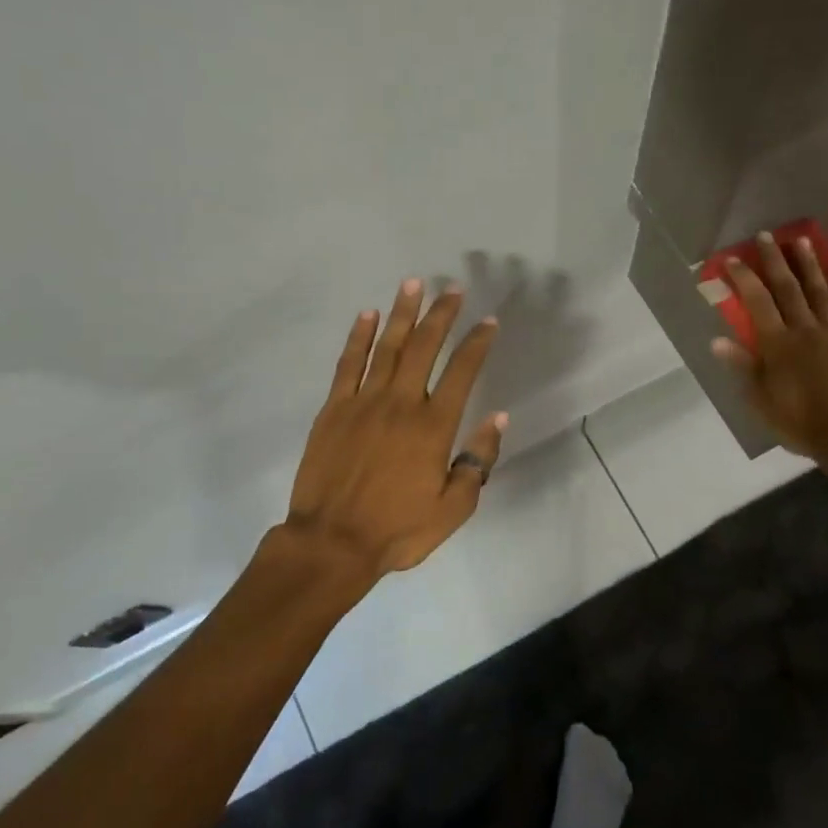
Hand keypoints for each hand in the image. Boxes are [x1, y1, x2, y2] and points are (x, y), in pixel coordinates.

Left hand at [282, 278, 506, 588]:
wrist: (331, 543)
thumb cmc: (397, 530)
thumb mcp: (452, 509)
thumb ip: (477, 462)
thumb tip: (496, 418)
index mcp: (433, 427)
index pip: (461, 372)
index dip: (477, 343)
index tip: (488, 321)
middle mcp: (400, 403)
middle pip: (424, 347)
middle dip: (441, 314)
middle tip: (452, 289)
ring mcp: (363, 402)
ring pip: (387, 346)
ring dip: (403, 313)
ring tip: (414, 284)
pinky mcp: (333, 409)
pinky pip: (348, 364)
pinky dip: (359, 337)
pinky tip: (368, 315)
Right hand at [712, 234, 827, 461]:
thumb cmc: (800, 422)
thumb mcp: (761, 400)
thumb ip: (742, 367)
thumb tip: (717, 341)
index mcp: (778, 344)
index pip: (757, 303)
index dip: (745, 278)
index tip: (734, 259)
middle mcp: (805, 329)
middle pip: (787, 288)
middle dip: (774, 260)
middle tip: (767, 235)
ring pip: (820, 290)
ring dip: (809, 264)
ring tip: (801, 240)